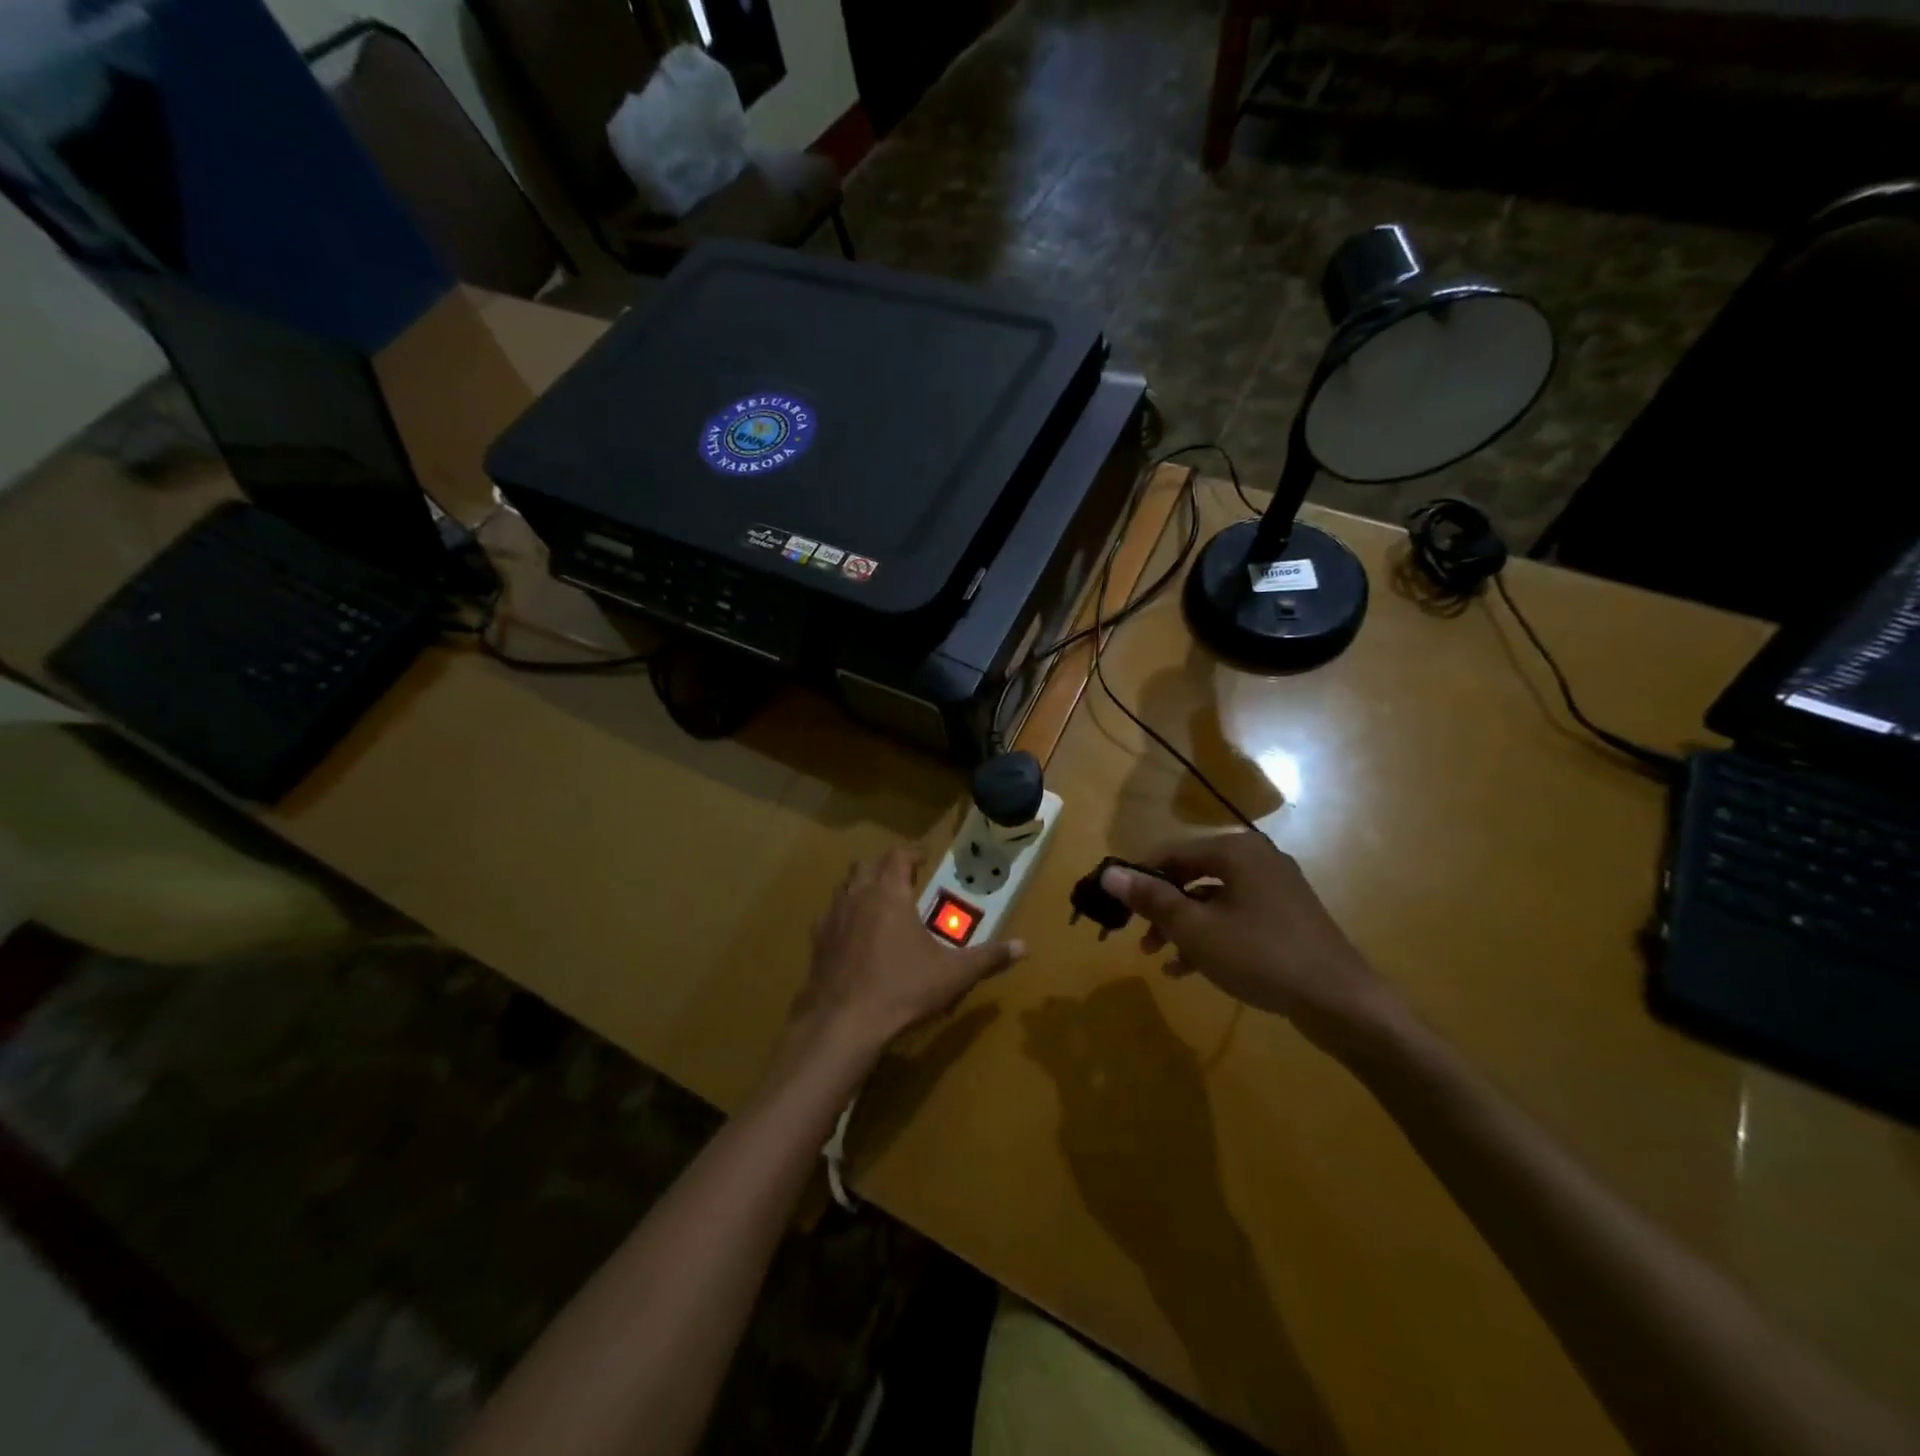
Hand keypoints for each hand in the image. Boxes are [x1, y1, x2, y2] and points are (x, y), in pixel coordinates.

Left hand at [795, 847, 1024, 1053]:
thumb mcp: (953, 975)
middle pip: (866, 865)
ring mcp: (831, 920)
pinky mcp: (816, 944)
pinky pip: (829, 917)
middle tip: (903, 878)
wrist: (842, 1025)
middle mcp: (857, 897)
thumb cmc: (902, 990)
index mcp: (889, 895)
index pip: (898, 856)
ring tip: (878, 904)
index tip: (924, 857)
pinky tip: (854, 938)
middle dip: (884, 866)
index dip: (912, 853)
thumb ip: (988, 958)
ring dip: (860, 887)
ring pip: (843, 888)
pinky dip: (843, 917)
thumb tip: (1024, 947)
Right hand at [1100, 832, 1400, 1050]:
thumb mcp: (1195, 929)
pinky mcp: (1286, 917)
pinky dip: (1210, 937)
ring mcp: (1275, 889)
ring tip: (1157, 957)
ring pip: (1212, 899)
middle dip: (1160, 906)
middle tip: (1136, 934)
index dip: (1139, 876)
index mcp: (1235, 850)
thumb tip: (1108, 874)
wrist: (1340, 1001)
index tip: (1116, 904)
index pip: (1171, 851)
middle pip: (1192, 874)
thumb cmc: (1260, 955)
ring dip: (1181, 926)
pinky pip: (1235, 917)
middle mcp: (1256, 859)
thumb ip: (1151, 898)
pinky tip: (1187, 969)